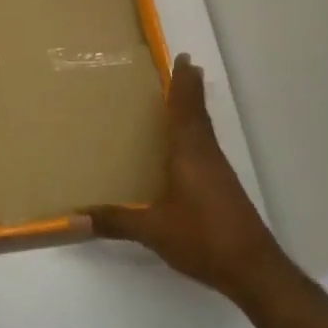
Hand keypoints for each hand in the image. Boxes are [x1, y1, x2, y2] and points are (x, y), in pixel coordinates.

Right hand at [82, 55, 291, 308]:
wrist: (253, 269)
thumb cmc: (202, 238)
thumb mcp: (153, 230)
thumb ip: (115, 221)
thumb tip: (73, 217)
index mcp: (190, 154)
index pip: (186, 109)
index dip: (183, 83)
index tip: (184, 58)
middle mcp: (207, 156)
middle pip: (198, 114)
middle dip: (190, 91)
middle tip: (183, 68)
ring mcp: (219, 173)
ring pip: (205, 132)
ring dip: (194, 112)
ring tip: (179, 102)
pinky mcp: (225, 189)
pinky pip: (206, 150)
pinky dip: (195, 136)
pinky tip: (185, 151)